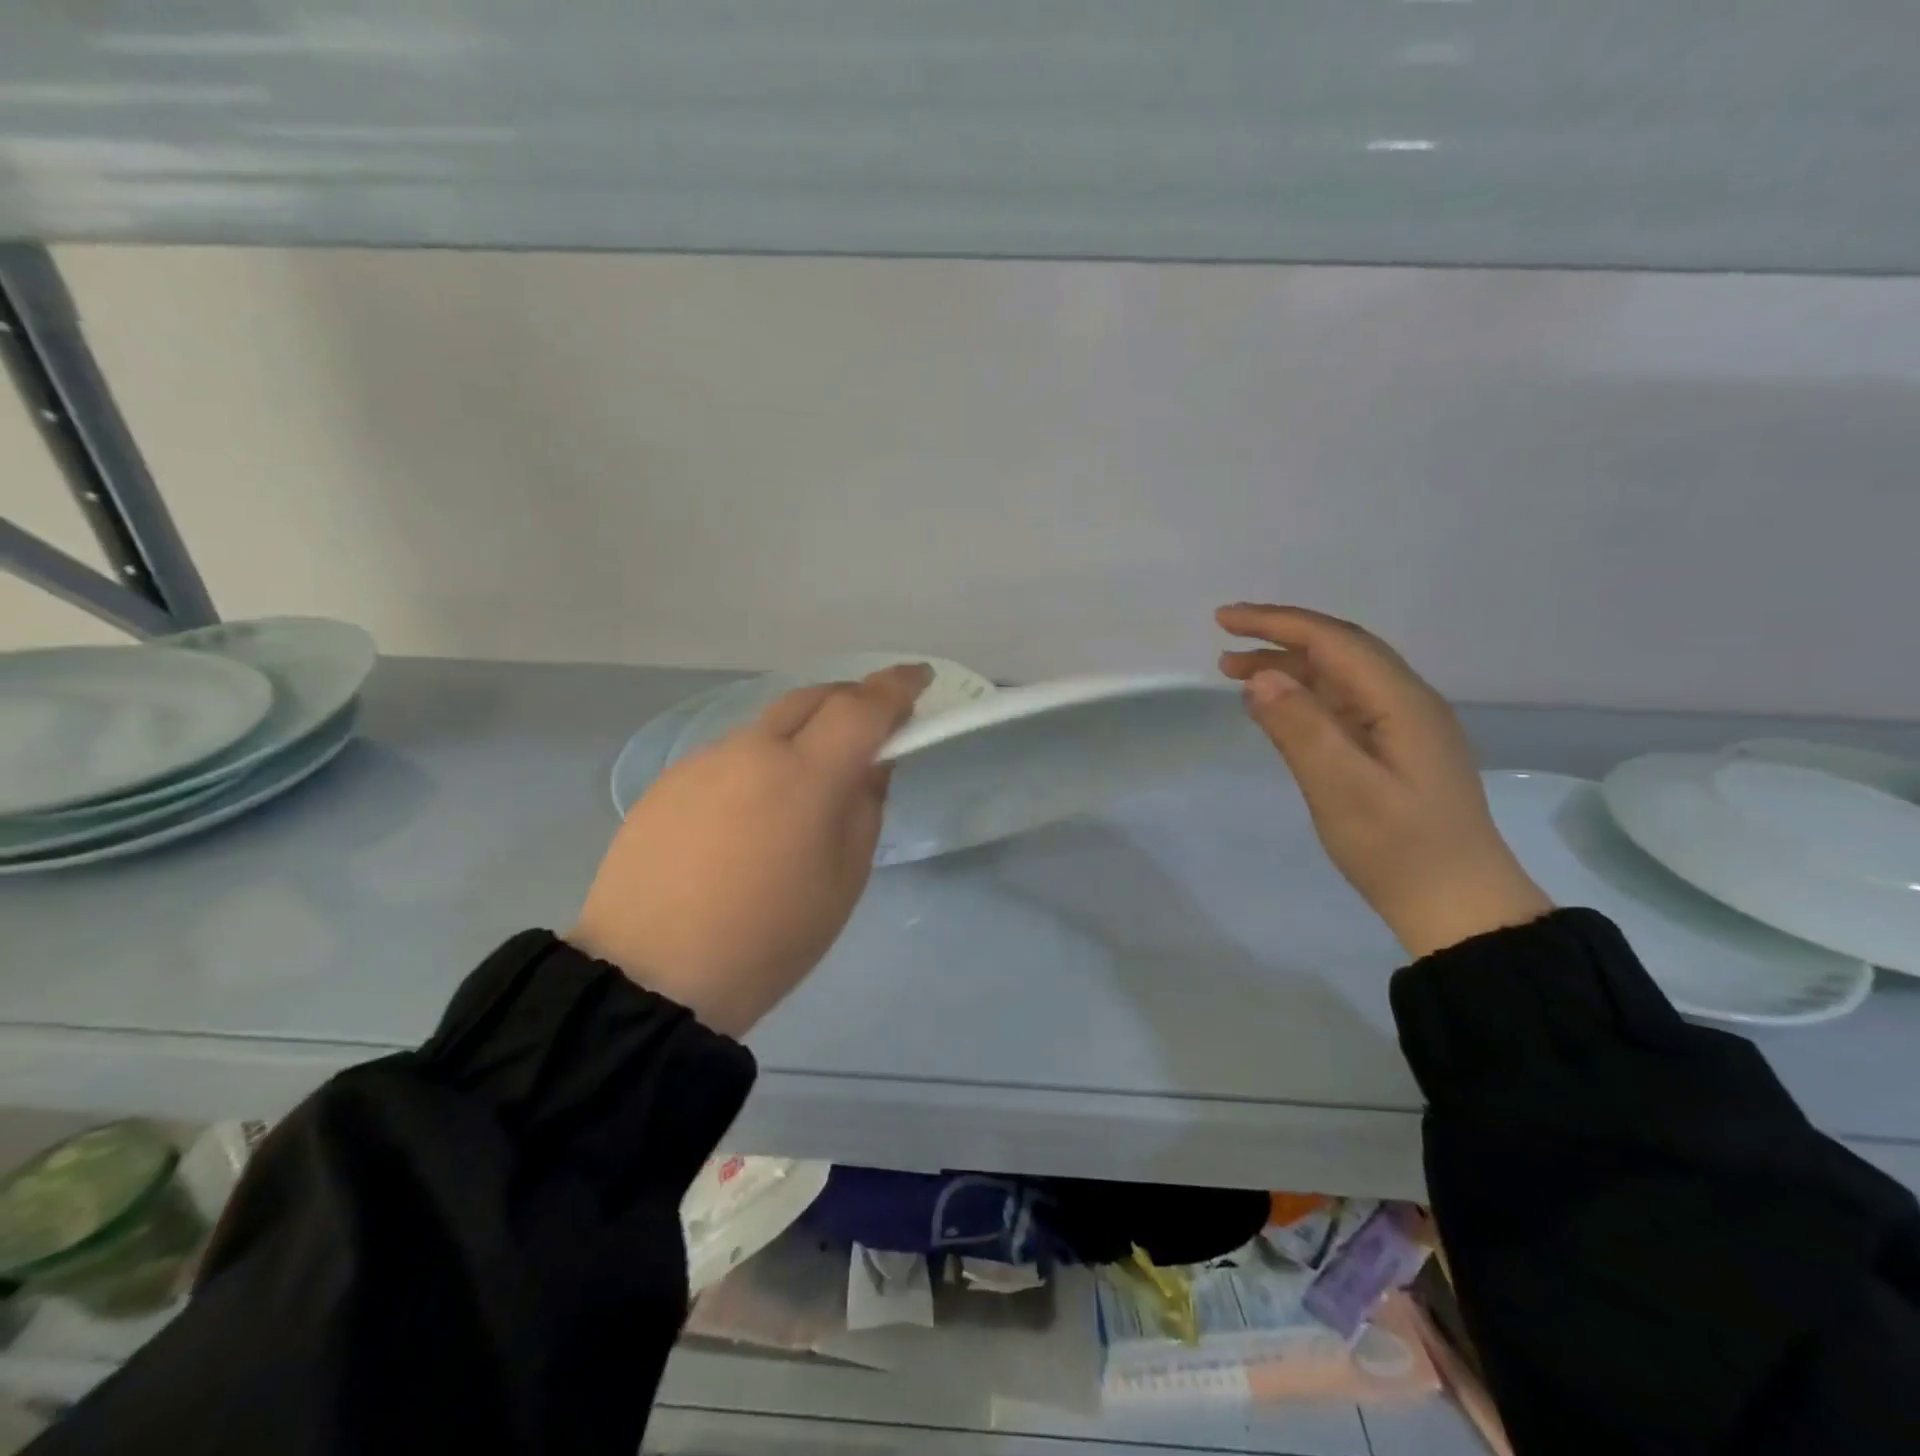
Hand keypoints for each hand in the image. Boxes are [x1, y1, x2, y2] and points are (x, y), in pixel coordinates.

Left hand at [570, 664, 930, 1036]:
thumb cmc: (769, 939)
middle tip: (873, 729)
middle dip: (850, 701)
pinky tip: (754, 812)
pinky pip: (731, 755)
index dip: (897, 687)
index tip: (920, 679)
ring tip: (809, 782)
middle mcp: (752, 750)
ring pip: (768, 726)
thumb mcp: (843, 880)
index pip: (862, 708)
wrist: (650, 978)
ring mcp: (704, 761)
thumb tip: (871, 763)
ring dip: (802, 734)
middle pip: (812, 698)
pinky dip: (761, 762)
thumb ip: (865, 807)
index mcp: (805, 775)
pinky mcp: (669, 782)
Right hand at [1217, 604, 1549, 958]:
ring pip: (1341, 678)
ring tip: (1235, 674)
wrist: (1459, 907)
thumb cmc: (1400, 849)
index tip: (1224, 621)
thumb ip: (1301, 729)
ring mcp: (1404, 728)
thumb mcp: (1342, 790)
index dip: (1276, 623)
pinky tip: (1278, 708)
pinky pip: (1344, 705)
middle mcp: (1407, 703)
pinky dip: (1304, 696)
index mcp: (1401, 702)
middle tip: (1223, 644)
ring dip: (1290, 667)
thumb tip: (1260, 676)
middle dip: (1280, 638)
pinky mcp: (1395, 752)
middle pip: (1340, 650)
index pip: (1333, 641)